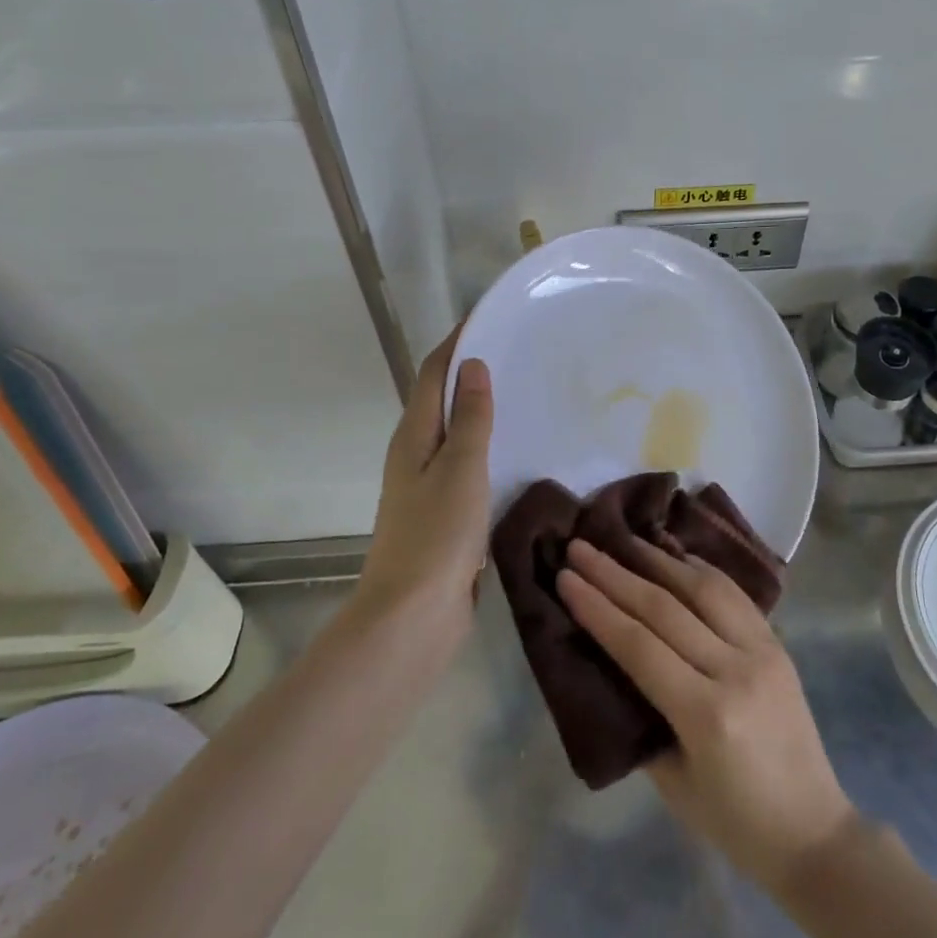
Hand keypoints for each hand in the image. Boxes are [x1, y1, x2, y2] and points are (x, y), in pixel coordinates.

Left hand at [355, 328, 493, 648]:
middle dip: (471, 372)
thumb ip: (469, 417)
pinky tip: (516, 453)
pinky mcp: (443, 515)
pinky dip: (488, 449)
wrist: (412, 618)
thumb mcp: (460, 468)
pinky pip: (467, 467)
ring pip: (456, 435)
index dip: (456, 343)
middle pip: (441, 400)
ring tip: (524, 395)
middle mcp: (414, 454)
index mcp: (413, 437)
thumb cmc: (436, 536)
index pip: (432, 374)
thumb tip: (472, 364)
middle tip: (518, 354)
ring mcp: (427, 487)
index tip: (489, 318)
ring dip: (481, 411)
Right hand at [557, 538, 856, 890]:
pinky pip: (732, 593)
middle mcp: (735, 670)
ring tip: (622, 540)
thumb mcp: (671, 782)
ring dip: (657, 559)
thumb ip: (641, 716)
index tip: (565, 577)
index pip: (639, 645)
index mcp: (706, 715)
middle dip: (615, 574)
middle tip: (580, 547)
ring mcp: (762, 650)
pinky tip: (673, 555)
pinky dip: (698, 569)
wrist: (814, 832)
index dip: (598, 608)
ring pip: (702, 587)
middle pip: (665, 608)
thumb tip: (611, 660)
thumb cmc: (734, 822)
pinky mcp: (777, 642)